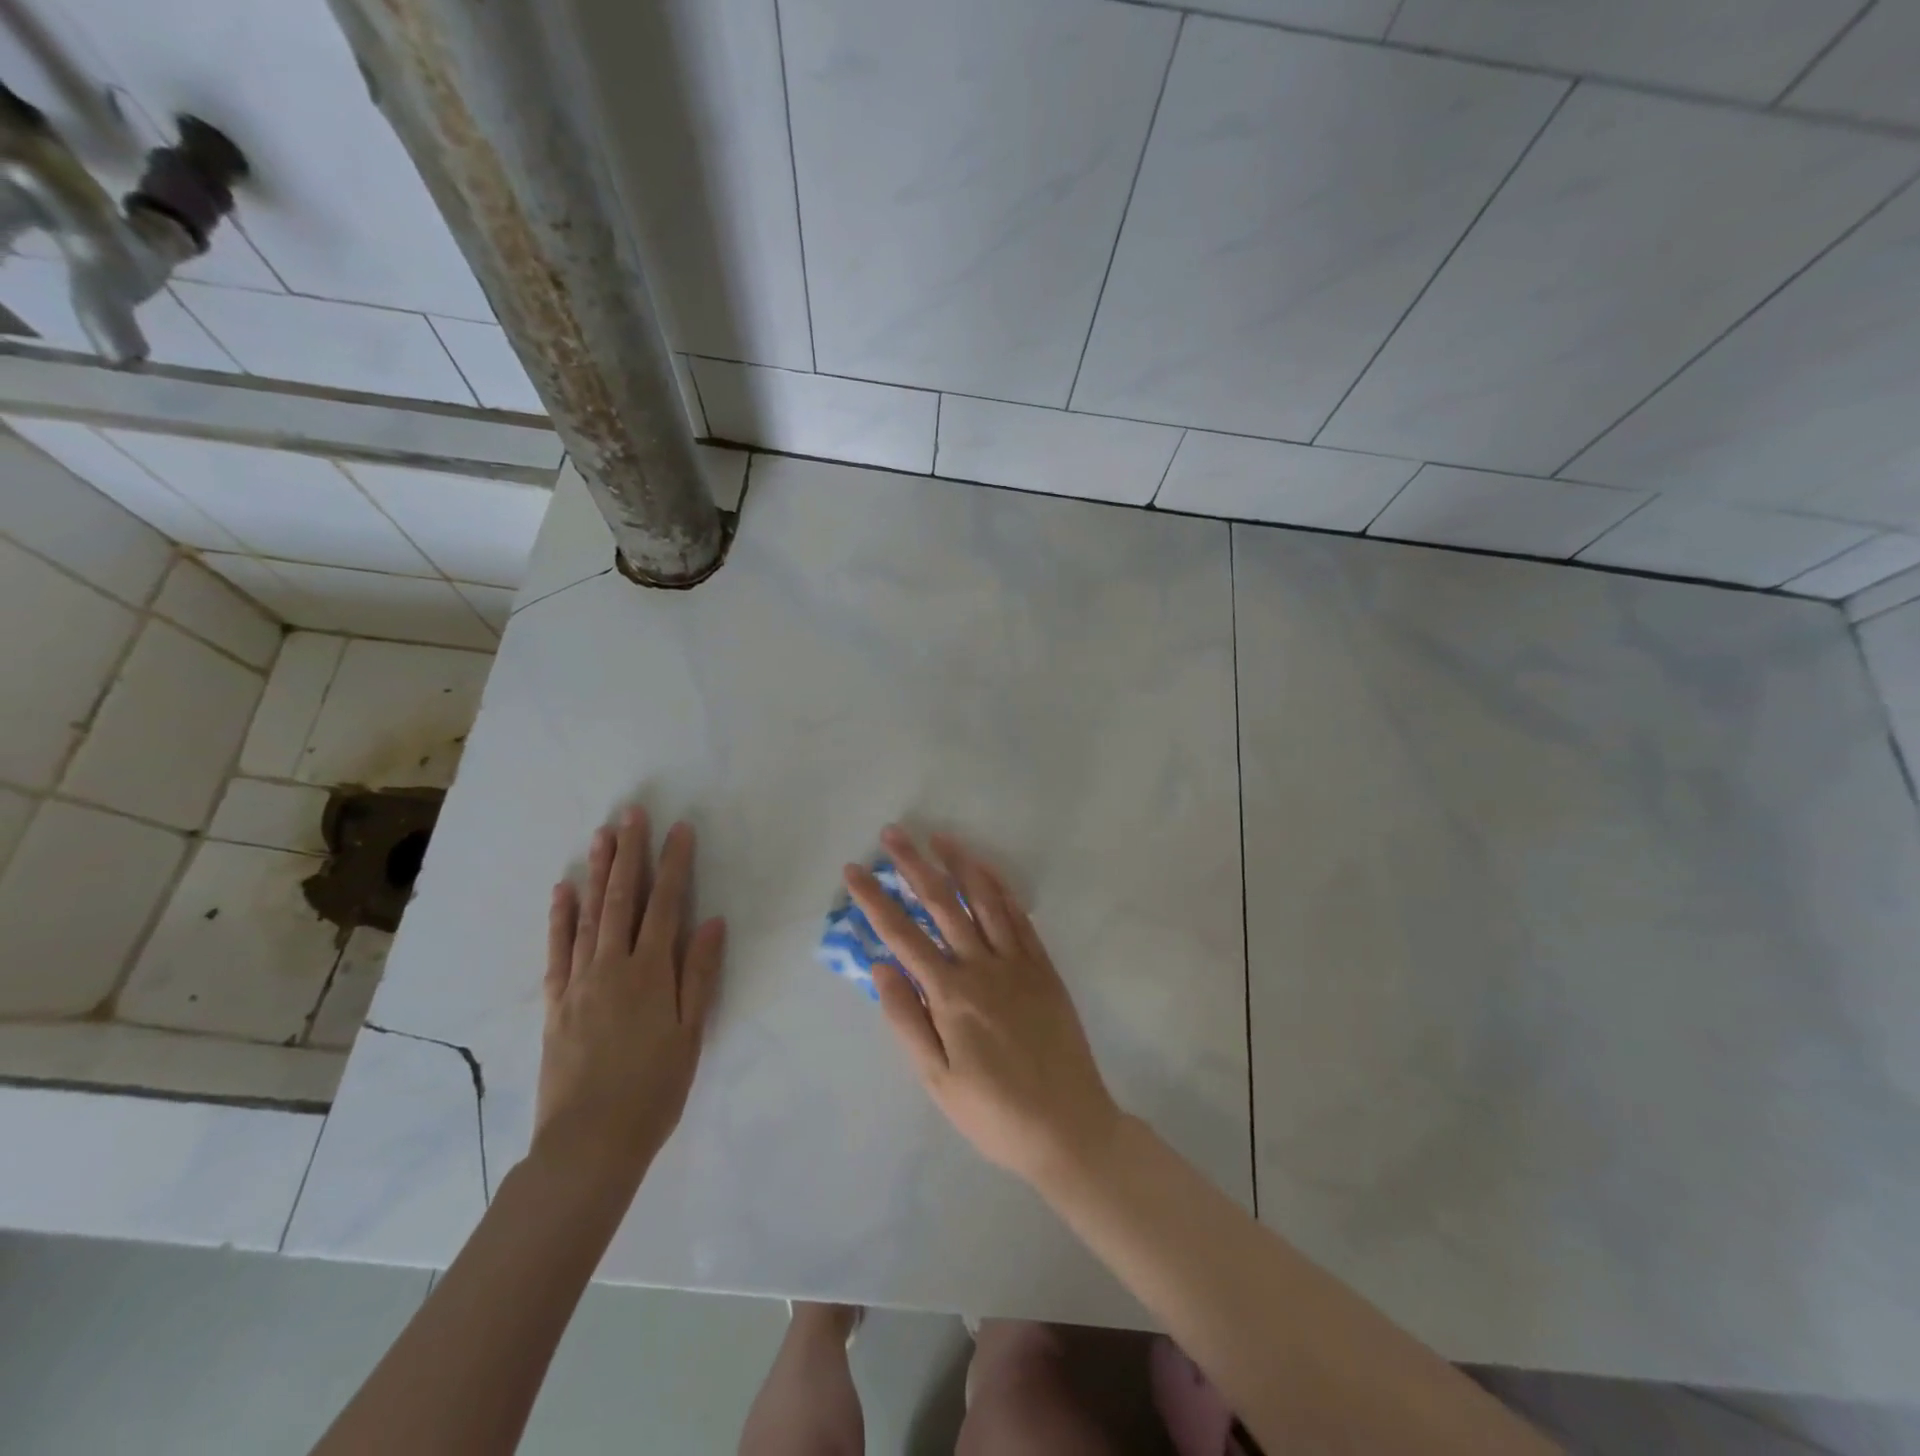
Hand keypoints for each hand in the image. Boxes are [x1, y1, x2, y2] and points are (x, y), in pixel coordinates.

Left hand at [534, 808, 724, 1195]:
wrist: (590, 1142)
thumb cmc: (654, 1087)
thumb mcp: (691, 1032)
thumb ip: (700, 974)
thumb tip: (712, 922)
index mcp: (652, 972)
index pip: (666, 905)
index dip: (674, 864)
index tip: (679, 829)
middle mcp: (613, 966)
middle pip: (623, 899)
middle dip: (630, 853)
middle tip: (632, 813)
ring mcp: (580, 981)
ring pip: (589, 915)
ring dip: (596, 872)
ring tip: (600, 836)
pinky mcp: (557, 1002)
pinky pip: (557, 950)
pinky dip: (560, 917)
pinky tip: (563, 891)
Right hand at [848, 827, 1121, 1187]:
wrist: (1068, 1127)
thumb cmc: (992, 1112)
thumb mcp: (936, 1078)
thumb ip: (906, 1018)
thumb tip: (879, 965)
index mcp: (950, 995)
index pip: (902, 935)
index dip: (875, 899)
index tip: (854, 870)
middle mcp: (982, 967)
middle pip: (942, 904)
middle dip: (913, 865)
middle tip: (893, 833)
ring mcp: (1017, 962)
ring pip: (984, 900)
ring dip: (960, 864)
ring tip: (938, 837)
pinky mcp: (1043, 967)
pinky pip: (1020, 917)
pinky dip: (1001, 889)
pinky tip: (986, 871)